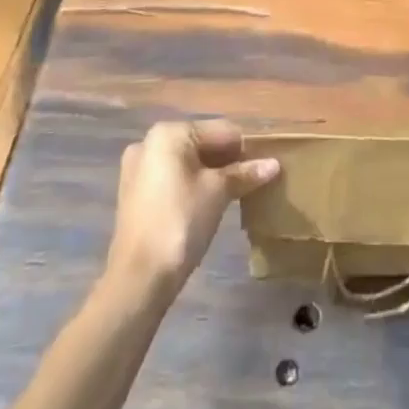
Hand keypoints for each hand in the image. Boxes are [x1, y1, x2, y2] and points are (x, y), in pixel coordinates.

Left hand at [104, 120, 277, 300]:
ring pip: (187, 162)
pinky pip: (172, 178)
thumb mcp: (218, 193)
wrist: (139, 278)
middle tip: (250, 183)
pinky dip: (192, 185)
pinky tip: (207, 204)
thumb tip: (274, 164)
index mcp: (169, 133)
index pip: (221, 131)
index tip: (262, 170)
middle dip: (228, 161)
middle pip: (202, 143)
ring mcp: (138, 168)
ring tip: (233, 195)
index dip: (245, 149)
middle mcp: (149, 142)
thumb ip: (245, 173)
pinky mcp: (134, 193)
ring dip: (212, 174)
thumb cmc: (181, 222)